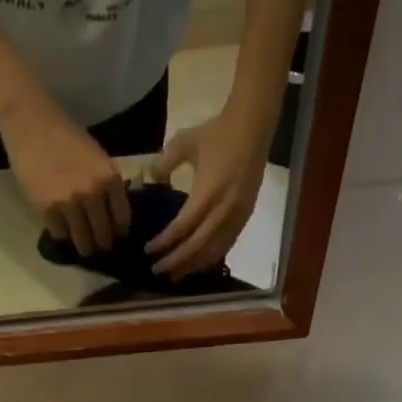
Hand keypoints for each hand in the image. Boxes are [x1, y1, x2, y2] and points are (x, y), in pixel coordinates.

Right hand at [0, 94, 131, 255]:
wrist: (32, 124)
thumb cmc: (66, 137)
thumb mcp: (98, 158)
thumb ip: (108, 185)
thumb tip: (114, 214)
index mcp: (110, 179)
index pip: (122, 220)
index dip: (119, 233)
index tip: (114, 238)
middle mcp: (94, 194)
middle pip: (103, 235)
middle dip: (101, 245)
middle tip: (97, 247)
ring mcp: (70, 203)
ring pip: (82, 240)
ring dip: (83, 247)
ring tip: (82, 247)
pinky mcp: (47, 209)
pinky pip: (59, 234)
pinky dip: (61, 235)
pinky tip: (62, 229)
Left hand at [145, 106, 270, 277]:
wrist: (254, 126)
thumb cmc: (217, 133)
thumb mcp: (184, 142)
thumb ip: (164, 164)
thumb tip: (149, 180)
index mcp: (208, 192)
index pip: (183, 227)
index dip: (164, 242)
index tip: (147, 251)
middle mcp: (224, 209)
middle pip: (197, 246)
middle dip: (176, 261)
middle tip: (156, 270)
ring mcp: (237, 215)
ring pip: (213, 250)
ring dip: (193, 265)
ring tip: (175, 275)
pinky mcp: (245, 216)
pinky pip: (227, 244)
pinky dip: (210, 257)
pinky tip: (197, 264)